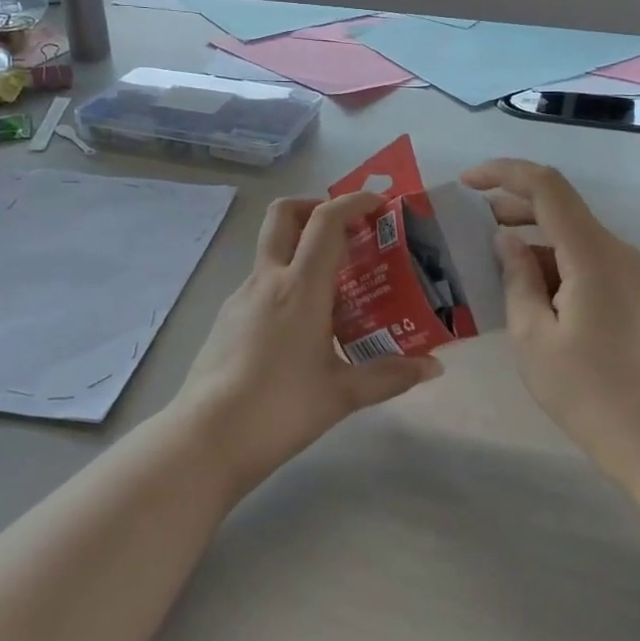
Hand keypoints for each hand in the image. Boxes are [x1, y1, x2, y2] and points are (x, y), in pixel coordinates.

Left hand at [176, 190, 442, 496]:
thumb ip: (389, 375)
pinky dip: (285, 283)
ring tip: (333, 287)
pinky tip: (302, 325)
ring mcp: (240, 297)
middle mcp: (267, 280)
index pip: (325, 222)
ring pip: (269, 250)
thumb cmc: (281, 409)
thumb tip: (433, 367)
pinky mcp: (226, 319)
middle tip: (344, 228)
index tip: (377, 203)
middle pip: (282, 214)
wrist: (206, 438)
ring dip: (300, 249)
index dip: (352, 202)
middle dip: (313, 206)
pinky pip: (261, 283)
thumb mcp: (342, 394)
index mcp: (300, 288)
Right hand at [462, 159, 639, 484]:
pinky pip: (583, 258)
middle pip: (560, 205)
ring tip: (490, 260)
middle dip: (513, 204)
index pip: (546, 187)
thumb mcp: (532, 335)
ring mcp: (626, 271)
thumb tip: (507, 240)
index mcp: (591, 254)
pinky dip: (550, 260)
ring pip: (571, 233)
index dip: (504, 173)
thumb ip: (516, 277)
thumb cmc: (585, 389)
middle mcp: (615, 250)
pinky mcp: (628, 291)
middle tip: (471, 222)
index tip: (467, 182)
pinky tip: (524, 288)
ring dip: (530, 236)